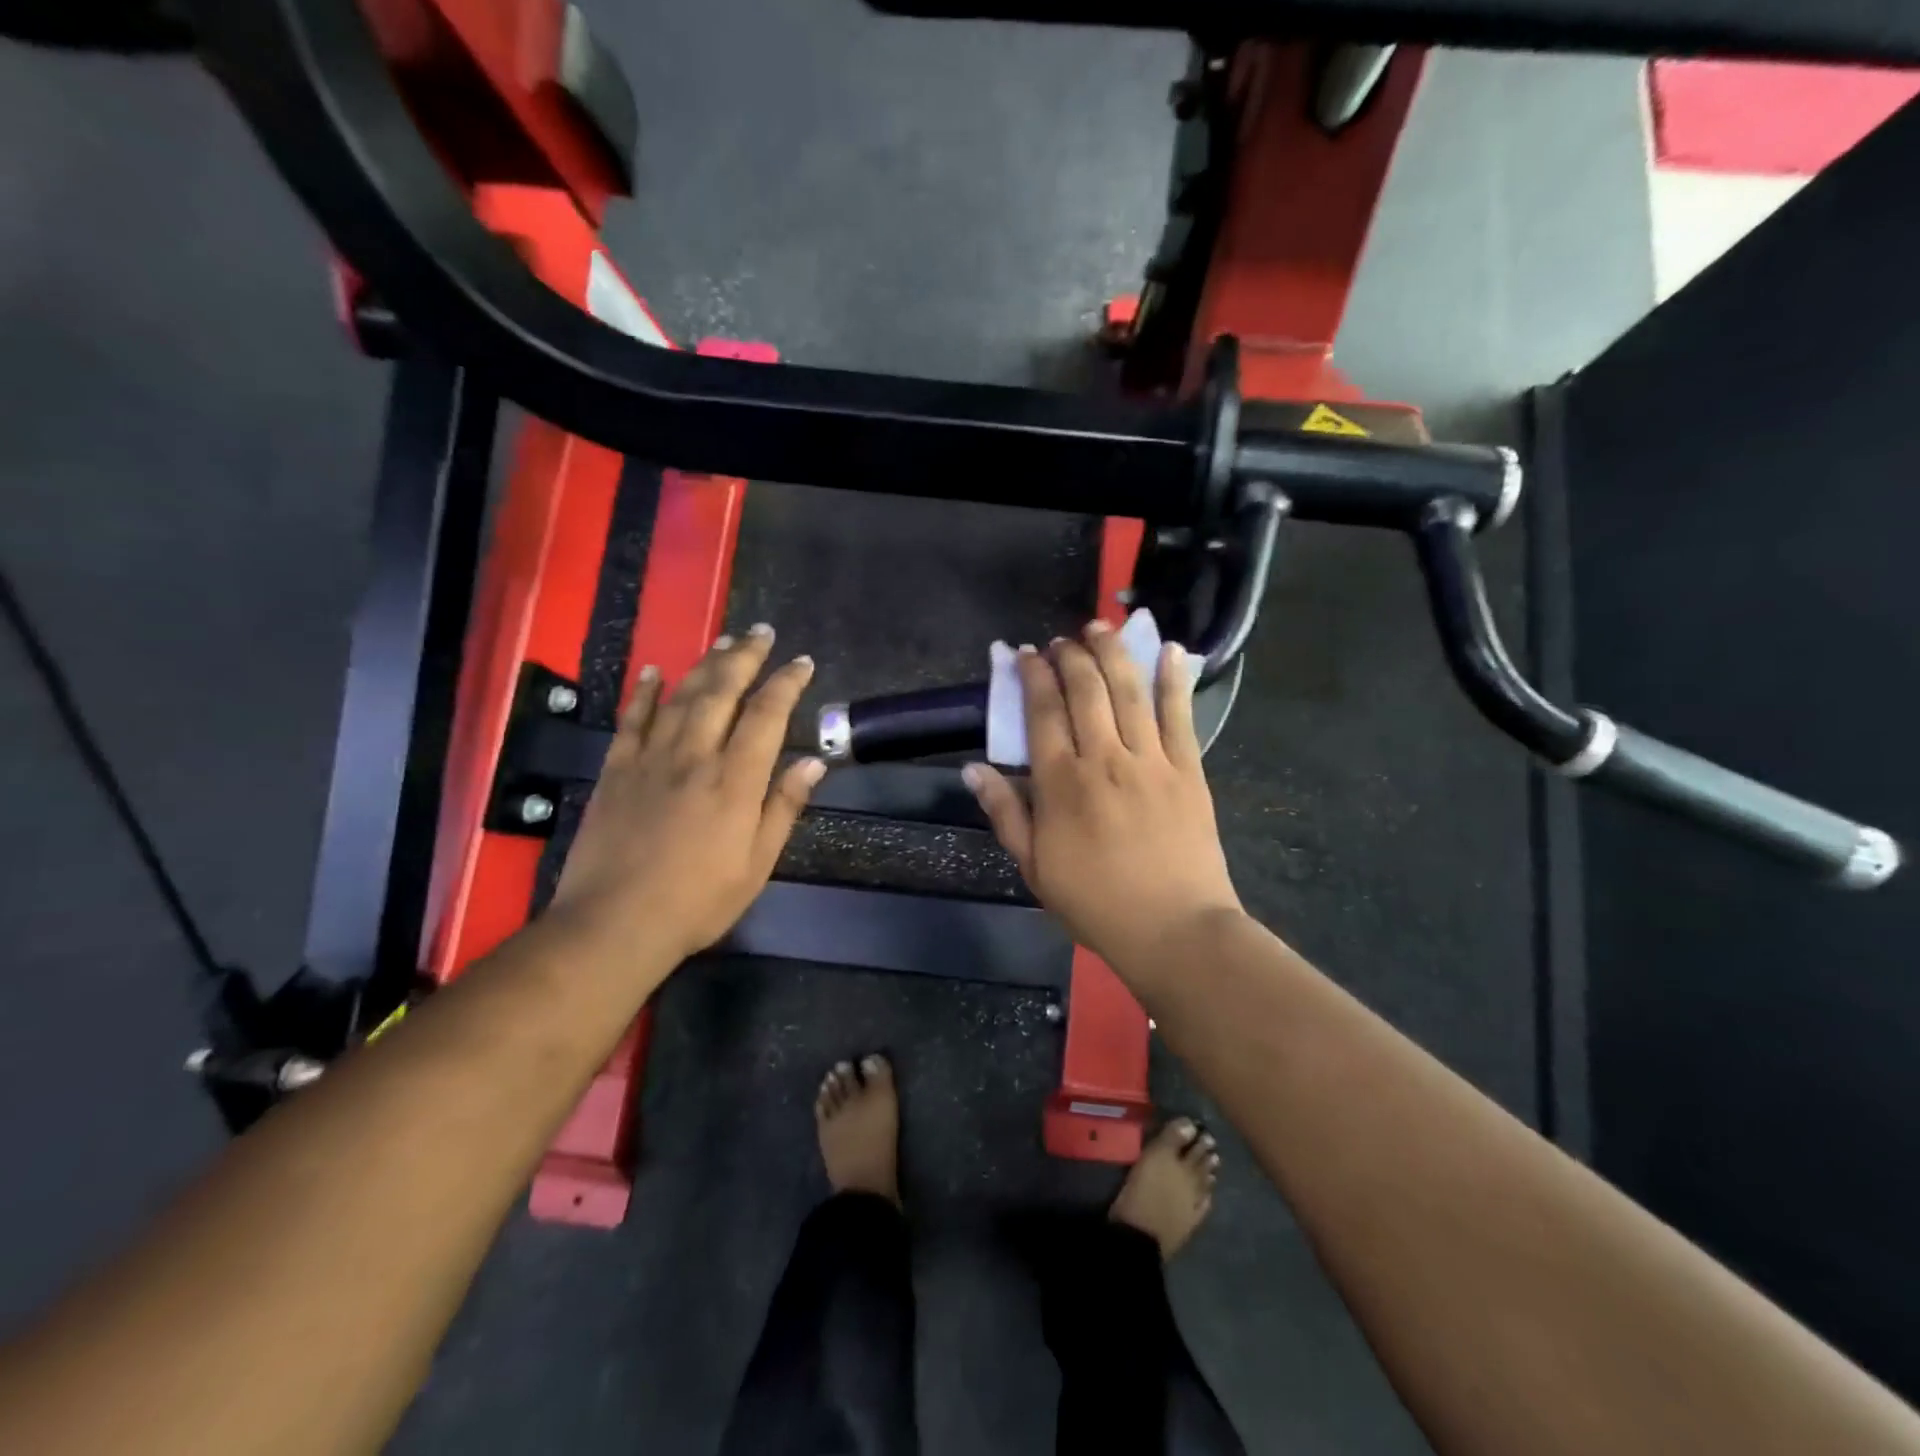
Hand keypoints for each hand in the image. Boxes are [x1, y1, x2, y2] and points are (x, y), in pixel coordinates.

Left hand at [551, 624, 823, 965]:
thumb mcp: (757, 863)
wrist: (614, 923)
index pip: (766, 715)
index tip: (802, 662)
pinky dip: (642, 692)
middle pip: (722, 691)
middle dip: (745, 657)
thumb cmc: (698, 901)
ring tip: (723, 641)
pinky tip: (652, 670)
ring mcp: (651, 759)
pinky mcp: (616, 770)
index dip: (786, 683)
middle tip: (761, 631)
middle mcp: (695, 756)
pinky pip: (631, 720)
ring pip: (680, 696)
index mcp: (735, 780)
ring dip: (704, 665)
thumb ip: (784, 806)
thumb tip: (814, 761)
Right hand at [963, 622, 1242, 972]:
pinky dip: (1174, 679)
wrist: (1174, 930)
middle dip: (1070, 655)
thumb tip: (973, 769)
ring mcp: (1150, 760)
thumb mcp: (1035, 868)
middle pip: (1085, 689)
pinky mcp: (1188, 769)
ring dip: (1113, 652)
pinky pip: (1180, 715)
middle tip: (1062, 640)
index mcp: (1061, 784)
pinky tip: (1172, 649)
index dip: (1031, 676)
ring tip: (1101, 626)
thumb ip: (1006, 813)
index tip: (1024, 654)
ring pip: (1129, 691)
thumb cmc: (1096, 904)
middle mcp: (1104, 759)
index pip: (1041, 712)